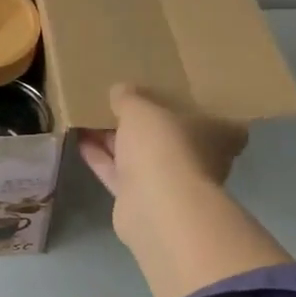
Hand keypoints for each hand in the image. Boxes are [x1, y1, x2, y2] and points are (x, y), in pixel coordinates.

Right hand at [78, 85, 247, 242]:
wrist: (156, 208)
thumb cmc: (164, 146)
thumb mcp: (142, 108)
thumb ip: (129, 97)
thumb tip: (120, 90)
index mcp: (215, 133)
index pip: (205, 112)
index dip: (182, 100)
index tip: (159, 88)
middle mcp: (197, 158)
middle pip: (166, 134)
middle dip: (140, 120)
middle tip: (115, 100)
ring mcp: (169, 181)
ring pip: (139, 153)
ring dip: (115, 138)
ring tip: (89, 116)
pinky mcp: (140, 199)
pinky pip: (118, 172)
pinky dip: (101, 158)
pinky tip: (80, 140)